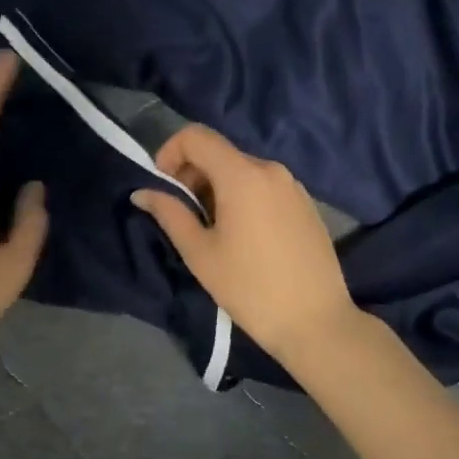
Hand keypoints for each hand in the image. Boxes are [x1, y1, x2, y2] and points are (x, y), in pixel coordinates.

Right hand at [130, 124, 359, 364]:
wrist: (316, 322)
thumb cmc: (250, 288)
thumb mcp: (200, 253)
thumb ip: (170, 214)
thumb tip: (142, 193)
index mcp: (242, 175)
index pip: (196, 136)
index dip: (170, 152)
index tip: (163, 187)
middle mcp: (270, 169)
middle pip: (219, 152)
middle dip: (192, 175)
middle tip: (184, 216)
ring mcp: (293, 185)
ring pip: (242, 170)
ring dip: (217, 188)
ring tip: (213, 231)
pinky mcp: (306, 204)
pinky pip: (264, 186)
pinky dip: (243, 197)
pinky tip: (244, 237)